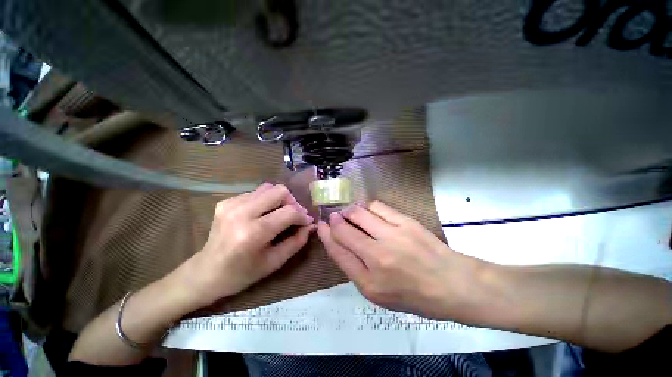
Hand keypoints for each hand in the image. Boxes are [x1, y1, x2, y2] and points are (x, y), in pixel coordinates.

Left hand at [179, 183, 315, 308]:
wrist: (205, 272)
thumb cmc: (242, 273)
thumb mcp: (274, 262)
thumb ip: (297, 241)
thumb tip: (311, 225)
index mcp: (253, 233)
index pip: (289, 212)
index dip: (302, 215)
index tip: (307, 222)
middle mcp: (241, 212)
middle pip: (279, 191)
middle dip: (292, 202)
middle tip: (294, 215)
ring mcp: (231, 204)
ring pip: (268, 188)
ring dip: (279, 200)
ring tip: (279, 214)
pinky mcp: (226, 201)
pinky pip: (256, 192)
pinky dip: (266, 201)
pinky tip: (263, 214)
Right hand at [318, 201, 484, 319]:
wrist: (452, 284)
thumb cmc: (413, 295)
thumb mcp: (378, 293)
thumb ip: (355, 268)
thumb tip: (339, 242)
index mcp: (368, 282)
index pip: (337, 252)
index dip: (325, 236)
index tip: (321, 225)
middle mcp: (377, 257)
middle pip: (344, 230)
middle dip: (334, 220)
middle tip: (335, 217)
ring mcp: (392, 236)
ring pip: (358, 213)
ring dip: (350, 212)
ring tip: (352, 214)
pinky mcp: (405, 222)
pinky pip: (377, 207)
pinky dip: (368, 208)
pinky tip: (371, 214)